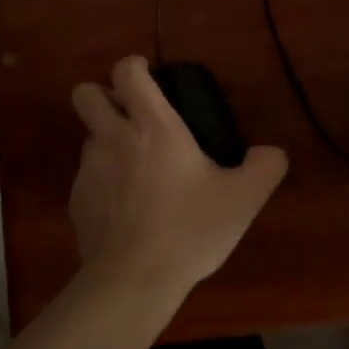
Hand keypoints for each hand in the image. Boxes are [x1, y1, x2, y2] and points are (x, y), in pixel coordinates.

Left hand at [68, 56, 288, 295]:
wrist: (133, 282)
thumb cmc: (189, 229)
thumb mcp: (243, 198)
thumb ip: (265, 167)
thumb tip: (272, 153)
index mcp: (152, 126)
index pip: (126, 71)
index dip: (134, 66)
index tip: (149, 77)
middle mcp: (113, 138)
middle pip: (85, 93)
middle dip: (103, 96)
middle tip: (132, 116)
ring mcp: (88, 170)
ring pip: (88, 137)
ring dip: (107, 142)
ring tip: (137, 171)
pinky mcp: (76, 202)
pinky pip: (86, 177)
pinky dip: (103, 182)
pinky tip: (126, 209)